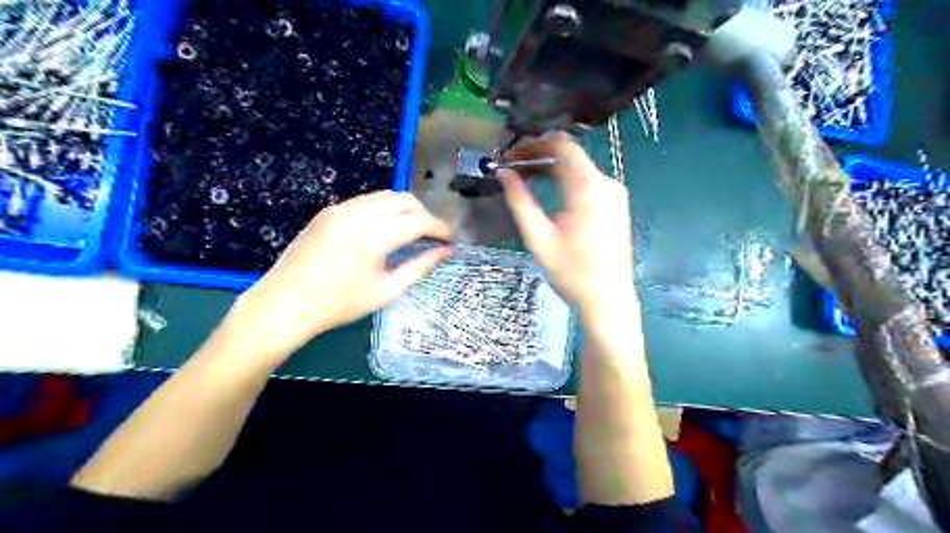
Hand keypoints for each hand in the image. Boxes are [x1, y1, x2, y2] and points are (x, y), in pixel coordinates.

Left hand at [222, 189, 448, 365]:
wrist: (284, 304)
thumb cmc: (338, 305)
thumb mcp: (385, 291)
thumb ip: (419, 268)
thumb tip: (446, 252)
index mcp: (372, 237)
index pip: (417, 221)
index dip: (439, 228)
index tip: (449, 239)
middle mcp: (356, 214)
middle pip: (403, 199)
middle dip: (424, 213)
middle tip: (432, 235)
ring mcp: (339, 209)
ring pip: (384, 196)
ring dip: (404, 209)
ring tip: (412, 231)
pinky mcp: (328, 211)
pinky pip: (366, 201)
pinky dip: (384, 210)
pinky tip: (384, 229)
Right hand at [497, 132, 637, 315]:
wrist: (608, 299)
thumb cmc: (571, 271)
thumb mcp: (539, 237)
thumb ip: (520, 201)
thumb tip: (503, 173)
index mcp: (589, 187)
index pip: (561, 145)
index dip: (533, 144)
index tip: (509, 155)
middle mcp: (607, 183)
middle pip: (571, 156)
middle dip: (540, 156)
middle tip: (512, 168)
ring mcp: (616, 194)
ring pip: (580, 168)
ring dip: (552, 168)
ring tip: (525, 178)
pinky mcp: (617, 206)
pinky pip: (589, 182)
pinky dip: (566, 181)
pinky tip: (549, 192)